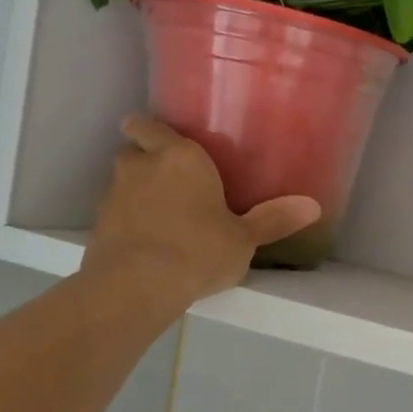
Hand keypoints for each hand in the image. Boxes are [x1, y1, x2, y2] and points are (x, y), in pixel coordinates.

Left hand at [83, 116, 318, 302]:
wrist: (136, 286)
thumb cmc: (198, 249)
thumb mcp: (244, 239)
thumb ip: (274, 219)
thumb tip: (314, 206)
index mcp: (180, 157)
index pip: (150, 125)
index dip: (153, 130)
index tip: (165, 141)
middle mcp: (142, 166)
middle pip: (134, 150)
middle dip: (146, 159)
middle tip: (171, 178)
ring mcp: (113, 195)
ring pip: (122, 182)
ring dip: (136, 191)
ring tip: (161, 214)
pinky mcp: (98, 225)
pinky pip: (115, 213)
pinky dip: (127, 220)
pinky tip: (146, 242)